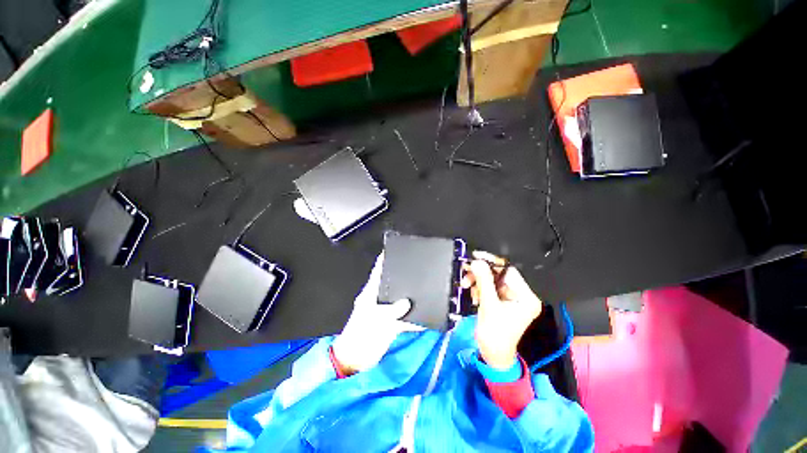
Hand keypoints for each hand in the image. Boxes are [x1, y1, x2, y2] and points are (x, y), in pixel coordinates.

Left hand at [331, 253, 422, 374]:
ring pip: (400, 300)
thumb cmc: (360, 337)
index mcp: (370, 294)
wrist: (356, 362)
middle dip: (403, 278)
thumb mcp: (375, 321)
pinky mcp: (391, 325)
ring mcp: (386, 312)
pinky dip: (414, 318)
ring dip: (411, 298)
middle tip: (418, 270)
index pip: (377, 272)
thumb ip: (392, 311)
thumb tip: (408, 302)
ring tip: (425, 290)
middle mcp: (379, 300)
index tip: (395, 250)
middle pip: (392, 284)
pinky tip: (425, 316)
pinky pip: (406, 318)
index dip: (384, 261)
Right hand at [462, 251, 542, 369]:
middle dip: (481, 274)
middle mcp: (521, 295)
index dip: (492, 262)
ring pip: (491, 280)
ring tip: (466, 286)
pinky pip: (489, 287)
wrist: (492, 355)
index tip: (476, 257)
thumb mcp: (489, 305)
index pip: (509, 271)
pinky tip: (474, 296)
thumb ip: (484, 281)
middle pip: (499, 274)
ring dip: (478, 281)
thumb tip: (477, 262)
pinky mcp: (501, 300)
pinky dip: (479, 288)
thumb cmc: (495, 334)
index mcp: (526, 297)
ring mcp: (510, 298)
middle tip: (466, 271)